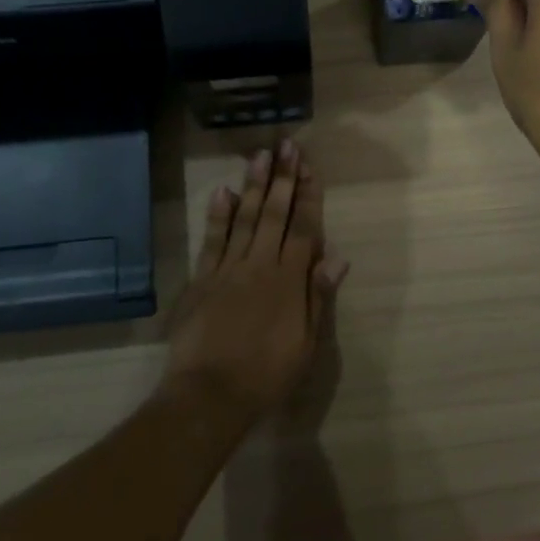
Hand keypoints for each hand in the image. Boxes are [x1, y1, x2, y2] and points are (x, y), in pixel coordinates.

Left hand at [162, 140, 349, 428]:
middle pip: (275, 214)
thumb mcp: (306, 343)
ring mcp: (228, 268)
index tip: (311, 168)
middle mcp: (260, 264)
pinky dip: (218, 215)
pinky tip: (223, 191)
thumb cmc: (266, 374)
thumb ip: (318, 296)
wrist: (210, 394)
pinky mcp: (202, 278)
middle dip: (284, 178)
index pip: (304, 229)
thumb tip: (337, 257)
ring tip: (261, 155)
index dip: (309, 197)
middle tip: (287, 146)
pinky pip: (212, 239)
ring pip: (245, 218)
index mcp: (290, 280)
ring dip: (255, 185)